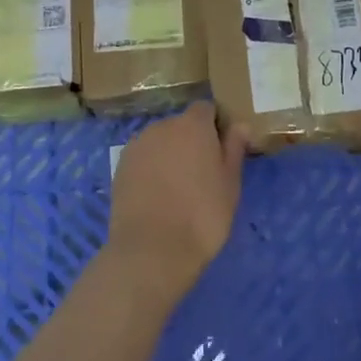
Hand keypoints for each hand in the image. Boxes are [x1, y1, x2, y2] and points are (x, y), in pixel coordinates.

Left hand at [106, 103, 245, 300]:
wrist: (152, 250)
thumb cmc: (202, 215)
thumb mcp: (230, 184)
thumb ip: (234, 149)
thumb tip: (239, 125)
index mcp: (193, 125)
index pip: (206, 109)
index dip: (215, 125)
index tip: (222, 150)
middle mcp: (162, 126)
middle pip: (181, 125)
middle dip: (192, 141)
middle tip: (202, 173)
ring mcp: (137, 145)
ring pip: (160, 142)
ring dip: (169, 154)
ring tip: (178, 188)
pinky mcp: (120, 167)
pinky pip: (143, 158)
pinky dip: (151, 169)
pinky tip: (157, 196)